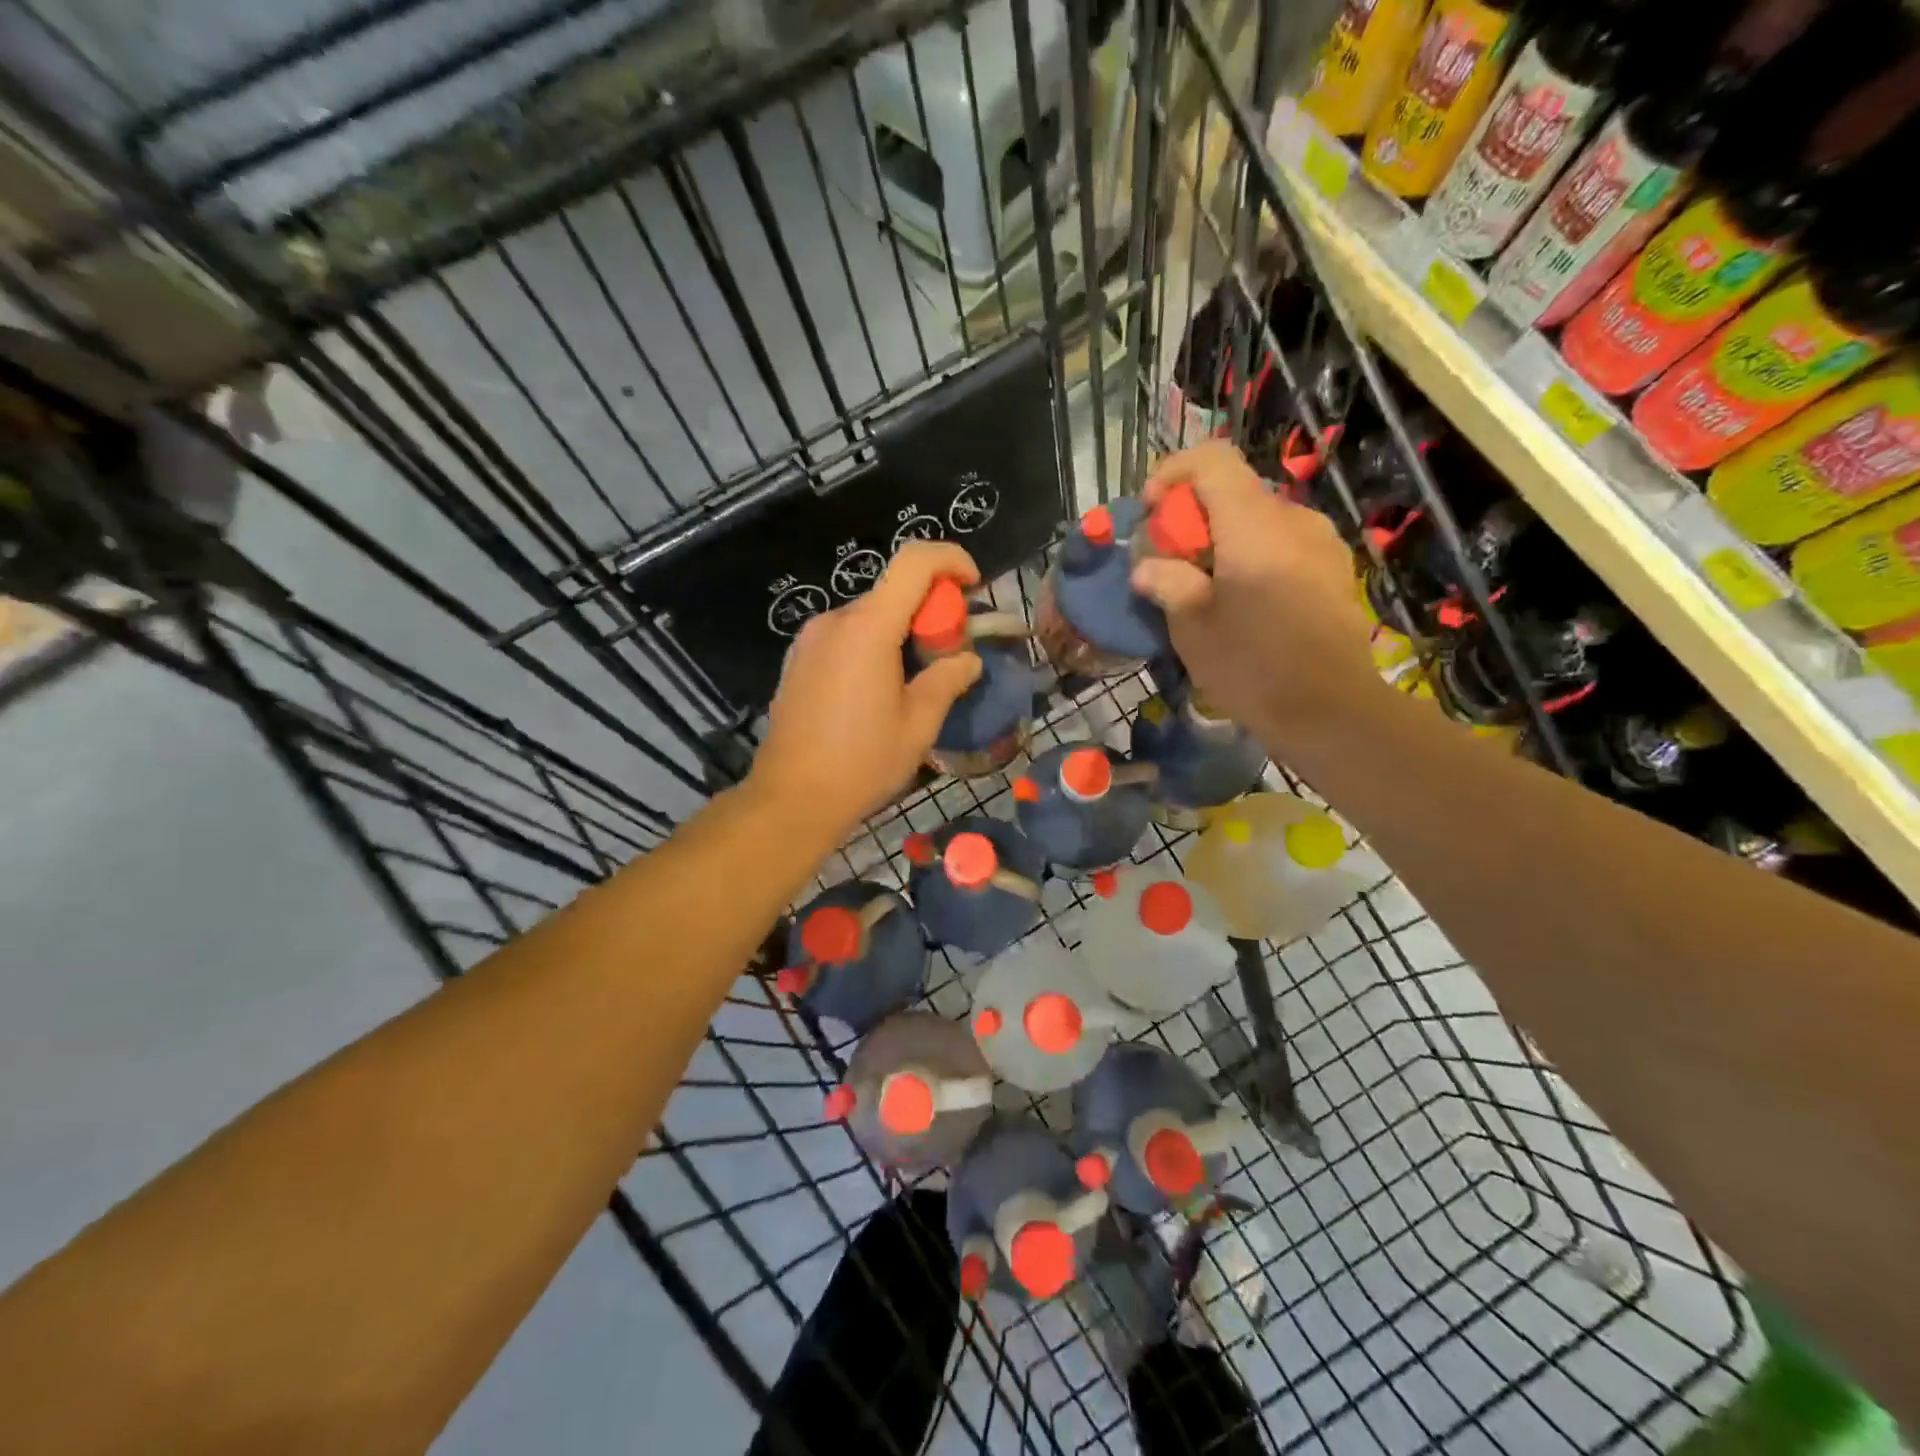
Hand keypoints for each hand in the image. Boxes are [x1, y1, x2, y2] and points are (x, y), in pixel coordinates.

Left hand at [750, 542, 985, 841]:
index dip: (949, 559)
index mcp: (868, 629)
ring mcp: (809, 640)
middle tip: (950, 652)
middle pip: (891, 592)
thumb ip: (947, 680)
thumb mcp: (918, 725)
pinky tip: (879, 690)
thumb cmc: (862, 762)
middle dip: (929, 609)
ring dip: (900, 631)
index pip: (913, 562)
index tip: (973, 584)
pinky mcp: (797, 661)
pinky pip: (845, 637)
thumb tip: (968, 661)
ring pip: (868, 616)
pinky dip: (872, 645)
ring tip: (916, 679)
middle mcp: (834, 622)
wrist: (791, 798)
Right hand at [1130, 441, 1384, 741]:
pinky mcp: (1335, 569)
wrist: (1332, 711)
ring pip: (1259, 519)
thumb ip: (1167, 582)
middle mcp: (1294, 520)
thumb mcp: (1192, 628)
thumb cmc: (1253, 668)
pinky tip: (1243, 601)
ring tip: (1204, 586)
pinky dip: (1252, 554)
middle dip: (1192, 516)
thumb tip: (1148, 568)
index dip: (1173, 472)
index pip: (1212, 459)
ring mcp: (1322, 543)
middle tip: (1169, 561)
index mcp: (1254, 525)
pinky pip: (1283, 543)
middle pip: (1234, 491)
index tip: (1150, 512)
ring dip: (1222, 538)